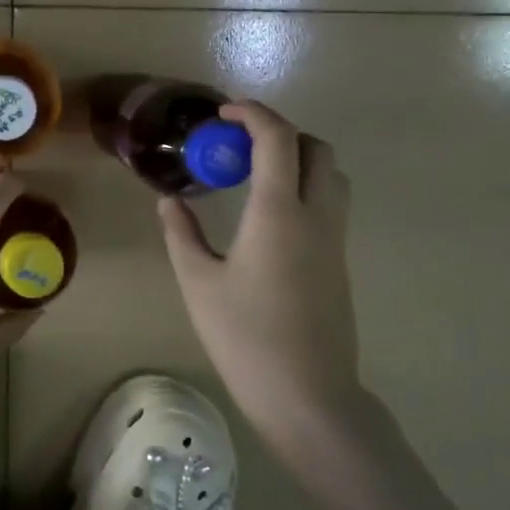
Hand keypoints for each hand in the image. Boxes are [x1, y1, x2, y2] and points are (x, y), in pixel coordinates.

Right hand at [158, 101, 361, 445]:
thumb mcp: (199, 284)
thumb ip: (181, 234)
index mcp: (279, 213)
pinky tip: (269, 215)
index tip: (223, 113)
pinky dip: (304, 187)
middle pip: (316, 148)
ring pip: (330, 175)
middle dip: (279, 132)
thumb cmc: (246, 338)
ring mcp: (335, 240)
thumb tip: (169, 200)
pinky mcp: (340, 263)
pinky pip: (330, 204)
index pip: (277, 139)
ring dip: (298, 159)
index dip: (252, 114)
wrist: (308, 396)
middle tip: (238, 146)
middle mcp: (316, 216)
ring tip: (255, 176)